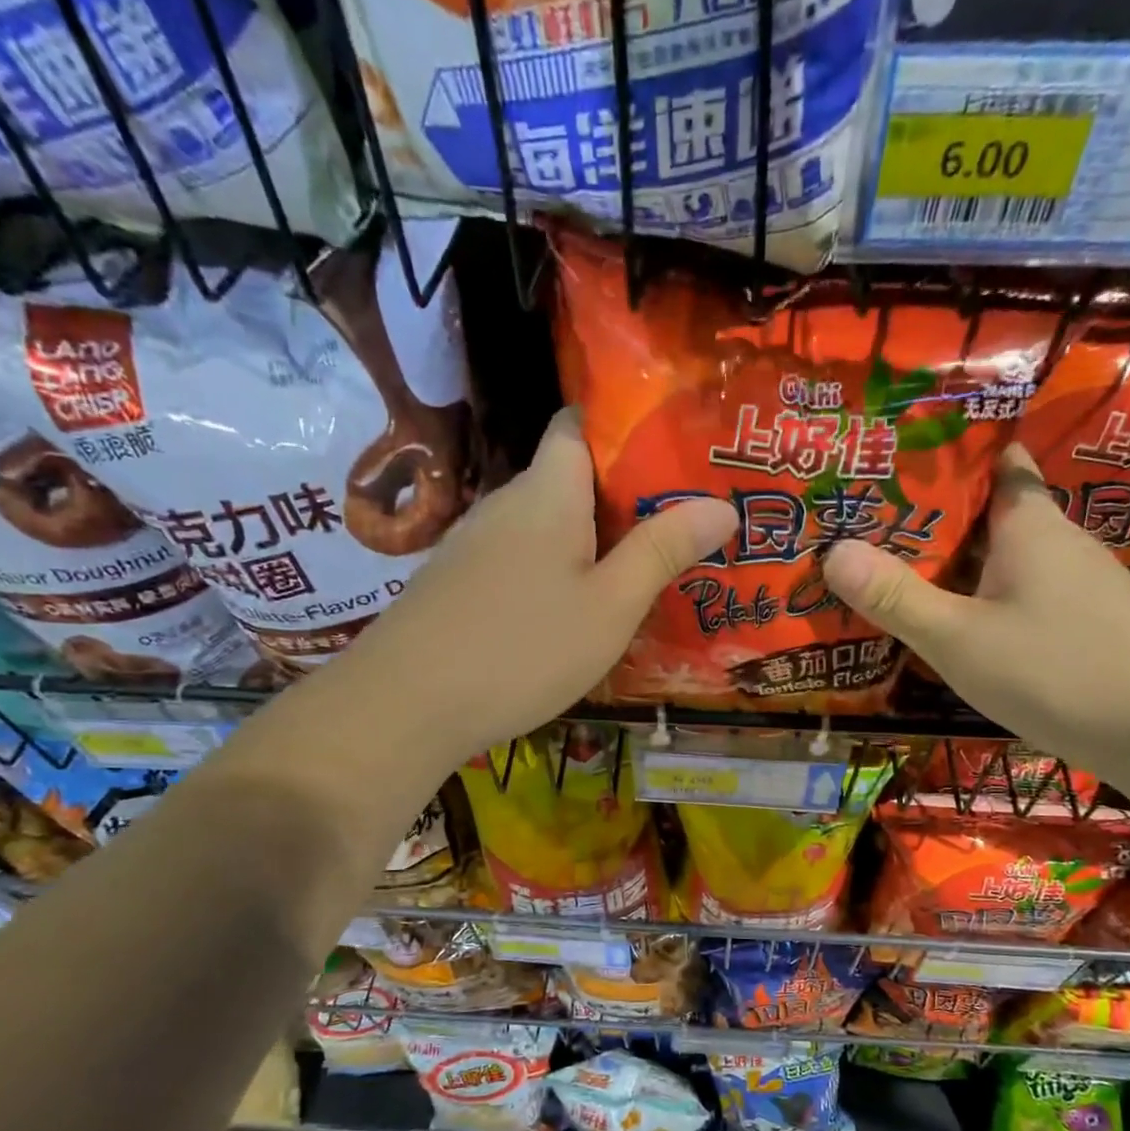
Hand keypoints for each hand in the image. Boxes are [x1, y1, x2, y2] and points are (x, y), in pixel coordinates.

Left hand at [336, 407, 736, 760]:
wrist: (406, 706)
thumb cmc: (522, 648)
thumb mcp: (610, 606)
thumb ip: (662, 551)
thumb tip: (722, 505)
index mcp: (547, 492)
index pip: (579, 424)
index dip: (625, 428)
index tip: (676, 454)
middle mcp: (506, 504)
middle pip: (569, 479)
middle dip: (623, 496)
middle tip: (680, 524)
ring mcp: (475, 545)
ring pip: (545, 526)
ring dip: (590, 540)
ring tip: (641, 568)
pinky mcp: (459, 584)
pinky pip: (521, 560)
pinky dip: (555, 571)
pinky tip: (574, 610)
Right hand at [822, 443, 1129, 775]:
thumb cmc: (1056, 672)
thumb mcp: (959, 639)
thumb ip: (896, 598)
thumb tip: (832, 551)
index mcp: (1031, 526)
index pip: (998, 463)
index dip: (953, 457)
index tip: (901, 461)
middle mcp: (1060, 542)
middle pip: (994, 512)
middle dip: (939, 516)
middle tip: (875, 524)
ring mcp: (1080, 584)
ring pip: (1008, 557)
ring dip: (961, 560)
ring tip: (903, 570)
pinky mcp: (1088, 622)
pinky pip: (1024, 591)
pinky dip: (987, 594)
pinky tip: (962, 621)